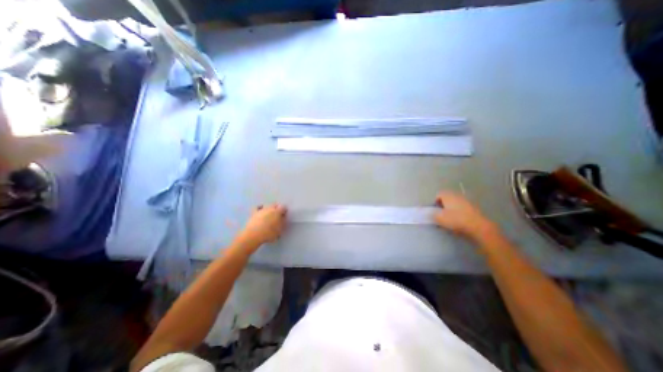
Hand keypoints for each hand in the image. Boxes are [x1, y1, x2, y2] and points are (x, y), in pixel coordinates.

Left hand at [239, 205, 289, 247]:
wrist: (253, 235)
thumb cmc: (269, 233)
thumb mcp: (279, 230)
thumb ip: (282, 223)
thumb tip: (283, 219)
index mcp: (277, 212)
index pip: (283, 207)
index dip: (285, 211)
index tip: (284, 216)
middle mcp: (270, 208)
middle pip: (275, 205)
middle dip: (277, 208)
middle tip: (278, 215)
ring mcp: (261, 210)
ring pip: (267, 205)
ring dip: (269, 209)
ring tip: (269, 215)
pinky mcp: (254, 213)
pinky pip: (257, 207)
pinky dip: (260, 208)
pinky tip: (261, 211)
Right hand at [436, 191, 496, 242]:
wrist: (478, 227)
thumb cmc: (456, 220)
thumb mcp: (440, 218)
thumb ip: (432, 215)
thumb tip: (429, 213)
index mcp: (448, 195)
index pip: (438, 194)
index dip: (435, 202)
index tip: (435, 211)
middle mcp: (457, 195)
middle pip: (447, 198)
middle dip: (443, 206)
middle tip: (441, 215)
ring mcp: (467, 201)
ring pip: (455, 204)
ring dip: (451, 210)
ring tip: (450, 220)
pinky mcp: (474, 208)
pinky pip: (462, 209)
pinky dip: (459, 213)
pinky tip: (459, 222)